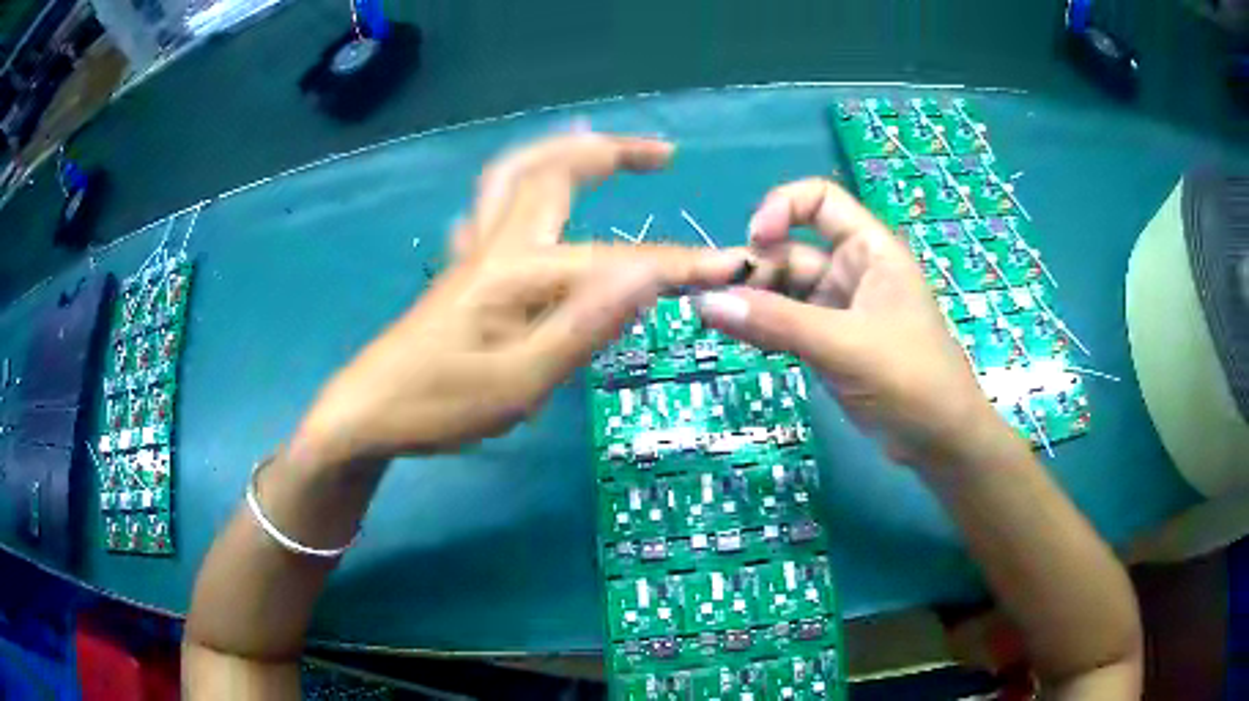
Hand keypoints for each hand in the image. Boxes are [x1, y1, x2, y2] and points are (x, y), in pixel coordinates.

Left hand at [292, 132, 743, 463]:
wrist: (364, 415)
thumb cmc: (436, 406)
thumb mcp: (518, 383)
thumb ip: (583, 326)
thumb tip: (647, 275)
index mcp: (516, 272)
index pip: (615, 261)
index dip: (677, 264)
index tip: (733, 264)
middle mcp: (496, 246)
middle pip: (551, 171)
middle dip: (611, 152)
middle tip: (660, 153)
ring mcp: (473, 254)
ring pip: (514, 177)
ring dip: (562, 152)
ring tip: (600, 145)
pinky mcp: (461, 274)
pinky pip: (492, 209)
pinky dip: (521, 186)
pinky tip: (530, 196)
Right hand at [696, 178, 1021, 469]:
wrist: (939, 442)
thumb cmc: (910, 380)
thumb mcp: (845, 345)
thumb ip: (776, 322)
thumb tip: (704, 300)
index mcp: (870, 250)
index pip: (820, 200)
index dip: (782, 207)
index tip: (754, 242)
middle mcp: (853, 271)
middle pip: (792, 250)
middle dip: (755, 269)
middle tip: (714, 301)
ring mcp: (840, 310)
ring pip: (785, 291)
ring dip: (753, 302)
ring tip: (715, 320)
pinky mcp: (830, 344)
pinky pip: (788, 324)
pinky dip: (764, 328)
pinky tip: (739, 339)